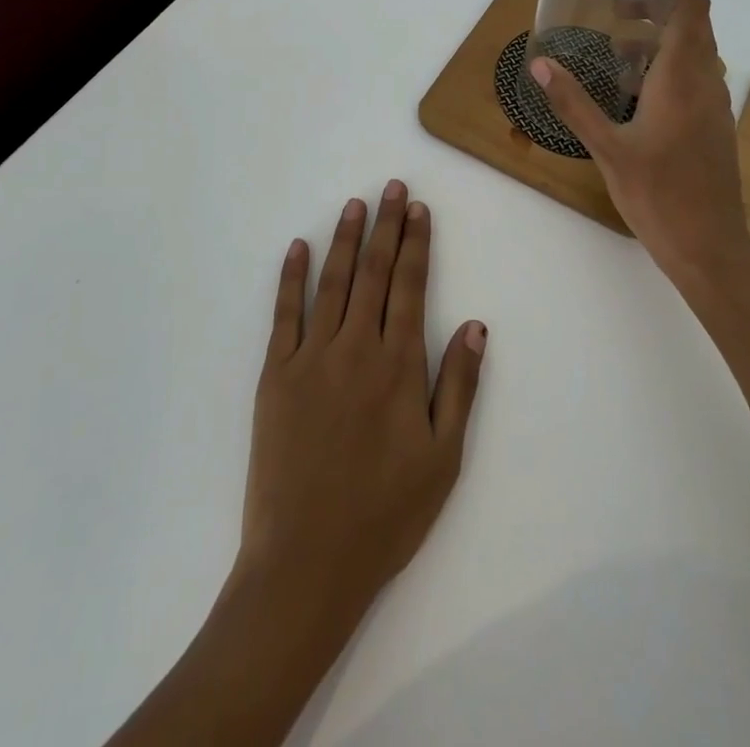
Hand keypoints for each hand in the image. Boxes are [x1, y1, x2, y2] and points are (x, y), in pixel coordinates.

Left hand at [235, 182, 487, 634]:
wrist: (305, 562)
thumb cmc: (384, 515)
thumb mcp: (442, 459)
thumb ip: (459, 386)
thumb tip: (474, 325)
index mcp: (398, 366)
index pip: (409, 287)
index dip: (416, 244)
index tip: (418, 209)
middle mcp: (356, 348)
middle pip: (373, 273)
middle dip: (385, 226)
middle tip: (391, 187)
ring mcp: (311, 357)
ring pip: (332, 283)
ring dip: (344, 239)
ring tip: (355, 204)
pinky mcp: (275, 374)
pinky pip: (284, 314)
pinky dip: (292, 277)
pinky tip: (297, 247)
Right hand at [529, 0, 747, 287]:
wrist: (709, 247)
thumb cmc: (658, 195)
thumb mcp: (607, 149)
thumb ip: (573, 104)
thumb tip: (541, 64)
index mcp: (682, 80)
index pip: (692, 10)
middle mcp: (706, 84)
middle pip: (695, 26)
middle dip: (660, 10)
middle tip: (618, 13)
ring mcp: (715, 106)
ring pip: (697, 53)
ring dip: (664, 40)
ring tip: (620, 50)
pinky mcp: (714, 126)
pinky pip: (697, 78)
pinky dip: (671, 67)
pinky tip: (638, 93)